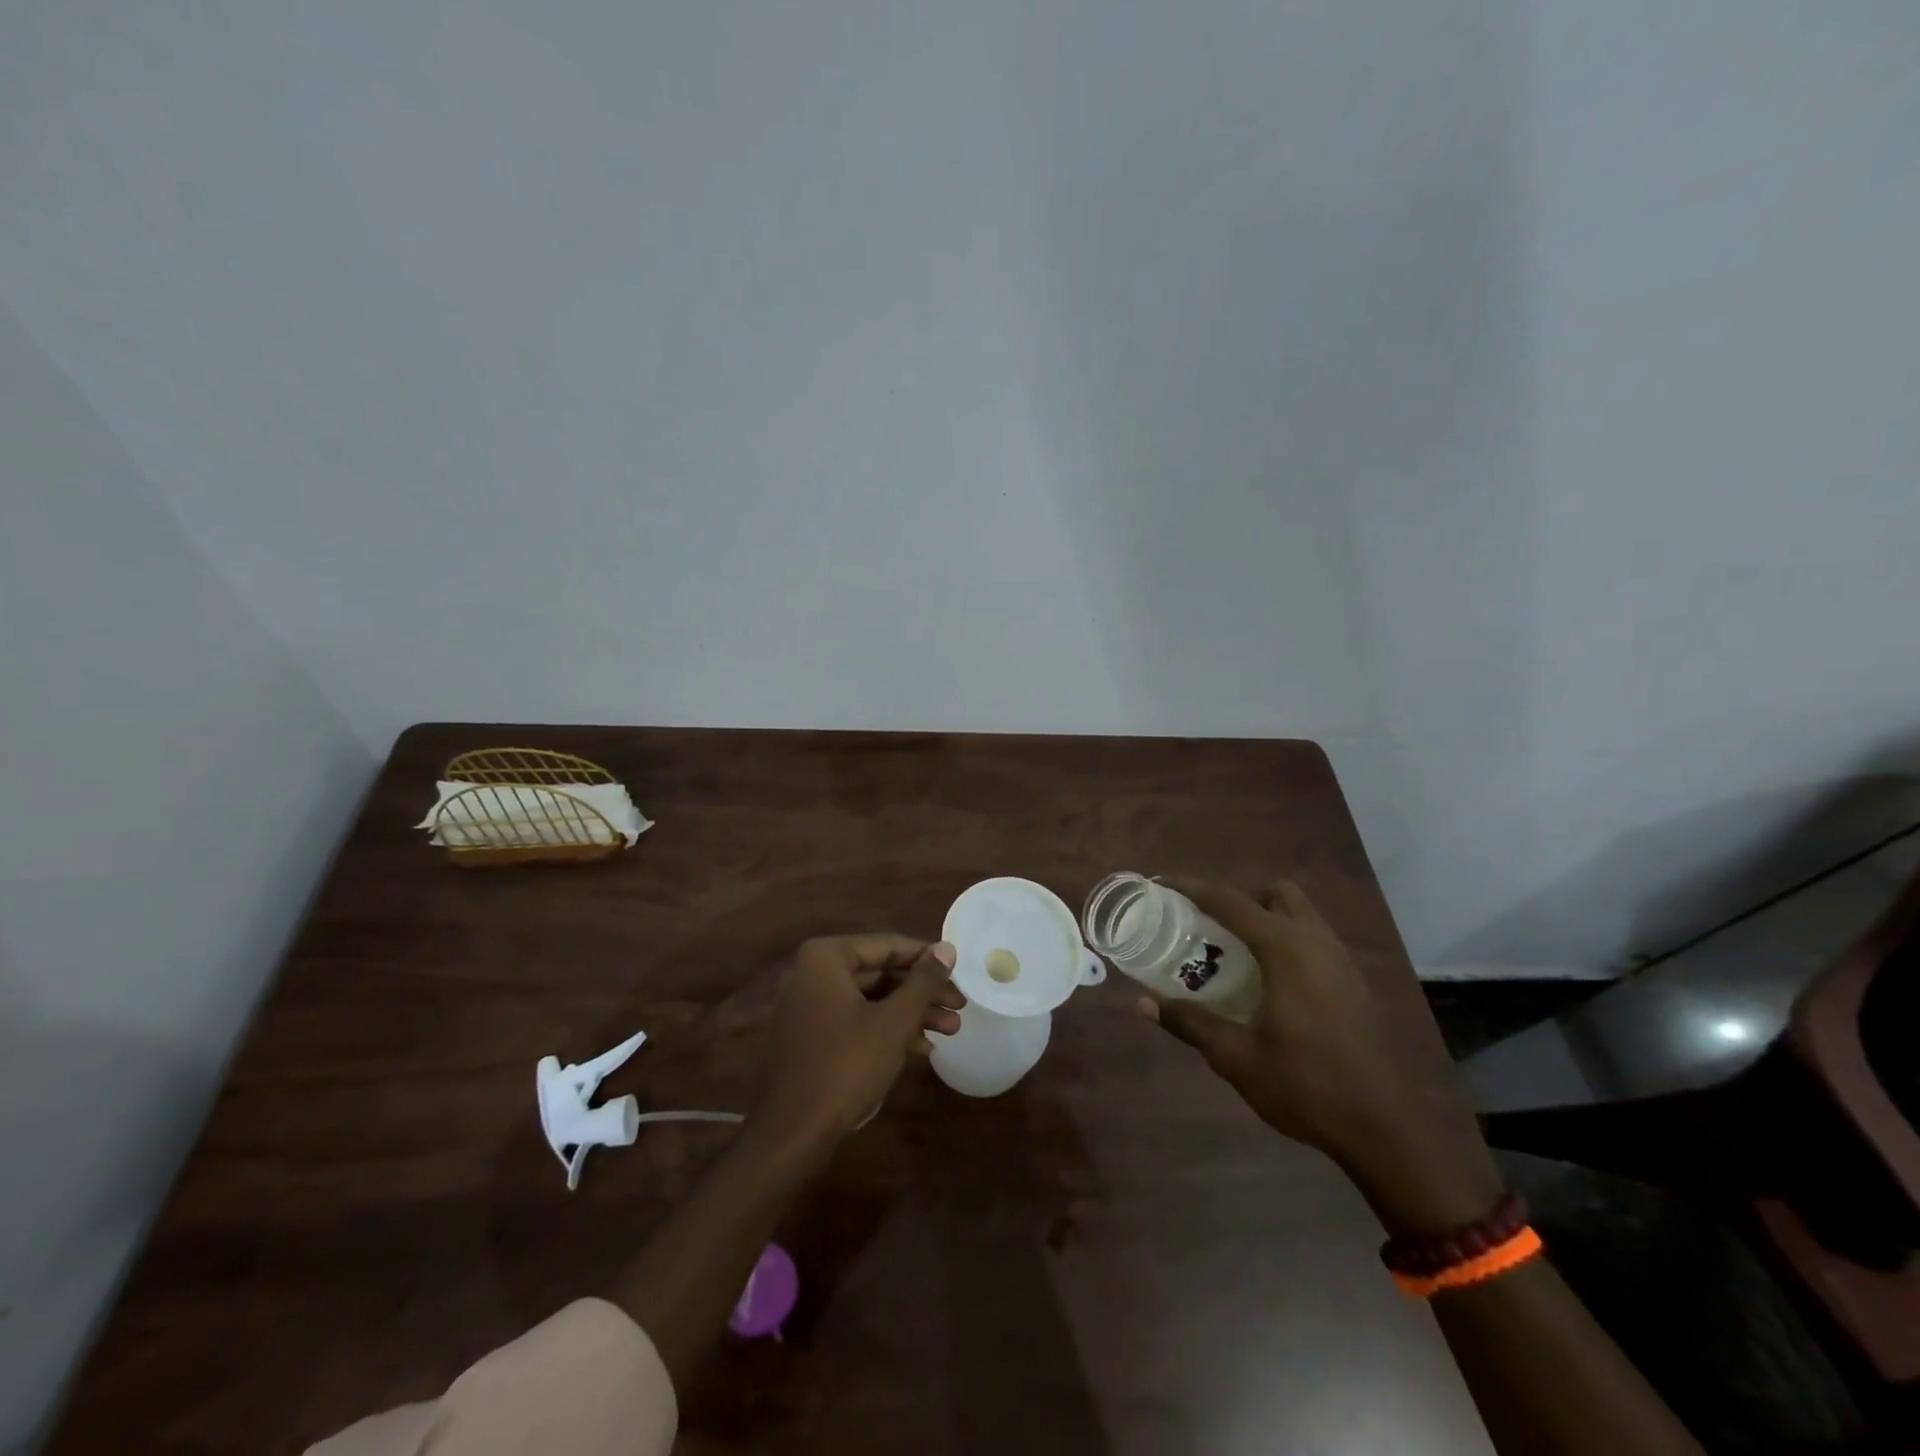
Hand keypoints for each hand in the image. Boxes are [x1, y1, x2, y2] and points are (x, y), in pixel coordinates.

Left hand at [750, 934, 962, 1161]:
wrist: (792, 1135)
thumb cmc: (846, 1066)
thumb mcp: (894, 1021)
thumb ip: (923, 981)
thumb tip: (947, 948)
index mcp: (826, 958)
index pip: (888, 945)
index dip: (927, 959)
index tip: (959, 971)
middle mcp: (812, 973)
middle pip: (880, 973)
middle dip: (922, 992)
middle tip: (960, 1005)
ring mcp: (808, 1006)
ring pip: (871, 999)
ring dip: (911, 1013)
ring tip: (952, 1029)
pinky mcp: (810, 1036)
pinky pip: (855, 1020)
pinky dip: (887, 1030)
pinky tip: (922, 1048)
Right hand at [1139, 879, 1501, 1235]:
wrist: (1386, 1129)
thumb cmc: (1306, 1086)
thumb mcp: (1236, 1057)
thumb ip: (1189, 1023)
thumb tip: (1142, 1003)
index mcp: (1285, 949)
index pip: (1229, 900)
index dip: (1191, 887)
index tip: (1162, 884)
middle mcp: (1315, 941)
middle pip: (1274, 894)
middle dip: (1240, 899)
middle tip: (1210, 926)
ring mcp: (1342, 961)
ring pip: (1301, 915)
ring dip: (1267, 918)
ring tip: (1236, 952)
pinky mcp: (1355, 983)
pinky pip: (1315, 940)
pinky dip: (1288, 941)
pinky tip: (1271, 983)